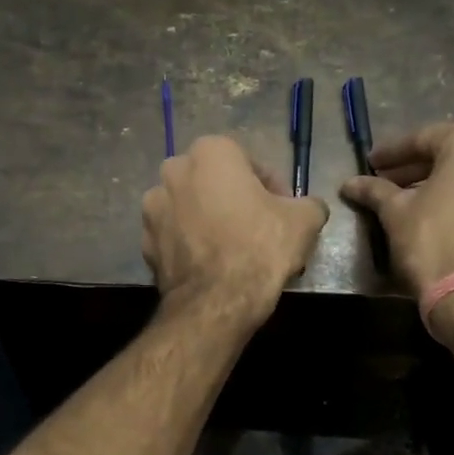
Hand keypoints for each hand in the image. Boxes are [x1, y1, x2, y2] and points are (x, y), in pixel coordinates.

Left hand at [142, 136, 328, 324]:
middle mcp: (174, 171)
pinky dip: (192, 244)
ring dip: (210, 220)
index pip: (250, 162)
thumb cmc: (261, 247)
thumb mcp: (305, 220)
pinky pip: (176, 236)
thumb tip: (309, 207)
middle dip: (235, 199)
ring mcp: (153, 208)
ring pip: (191, 208)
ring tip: (235, 249)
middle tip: (259, 227)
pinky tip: (213, 265)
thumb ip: (309, 204)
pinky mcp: (145, 243)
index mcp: (211, 152)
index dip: (272, 187)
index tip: (283, 211)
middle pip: (215, 182)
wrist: (217, 302)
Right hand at [340, 123, 453, 296]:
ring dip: (441, 182)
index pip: (424, 138)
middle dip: (417, 167)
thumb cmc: (432, 242)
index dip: (392, 152)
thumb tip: (350, 184)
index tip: (370, 163)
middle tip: (386, 180)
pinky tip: (437, 213)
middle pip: (452, 154)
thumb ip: (375, 190)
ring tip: (409, 198)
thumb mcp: (396, 213)